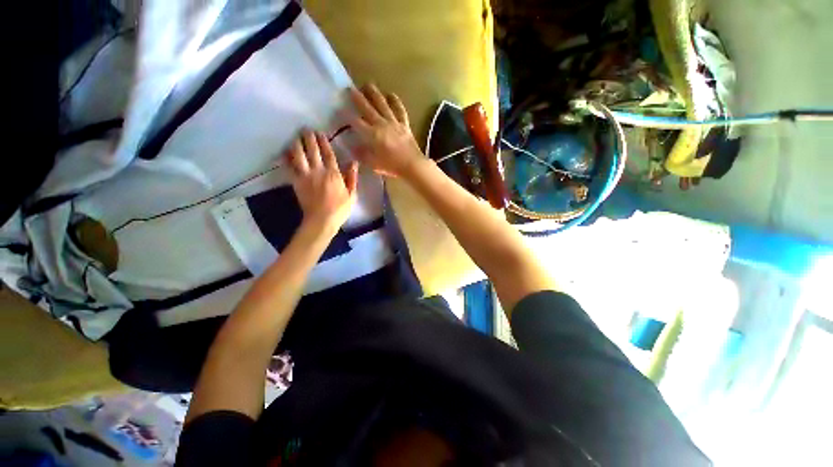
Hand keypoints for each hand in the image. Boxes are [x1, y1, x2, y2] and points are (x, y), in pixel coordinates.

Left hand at [286, 130, 358, 231]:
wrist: (322, 220)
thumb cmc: (340, 209)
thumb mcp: (352, 194)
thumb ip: (352, 177)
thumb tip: (354, 162)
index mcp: (334, 173)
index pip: (328, 153)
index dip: (324, 142)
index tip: (320, 133)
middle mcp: (319, 171)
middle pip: (312, 150)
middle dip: (309, 138)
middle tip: (306, 130)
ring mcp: (305, 176)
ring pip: (299, 155)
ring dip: (297, 144)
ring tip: (296, 138)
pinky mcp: (296, 182)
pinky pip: (289, 167)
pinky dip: (286, 159)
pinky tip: (285, 152)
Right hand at [348, 84, 424, 178]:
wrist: (412, 165)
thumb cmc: (392, 166)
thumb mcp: (373, 164)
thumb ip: (362, 155)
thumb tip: (353, 147)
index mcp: (372, 134)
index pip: (356, 122)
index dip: (347, 115)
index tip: (341, 110)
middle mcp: (381, 124)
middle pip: (367, 108)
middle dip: (357, 98)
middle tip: (350, 88)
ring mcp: (394, 122)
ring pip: (382, 104)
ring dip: (374, 93)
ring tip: (367, 84)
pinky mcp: (404, 124)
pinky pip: (399, 110)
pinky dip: (395, 101)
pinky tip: (391, 94)